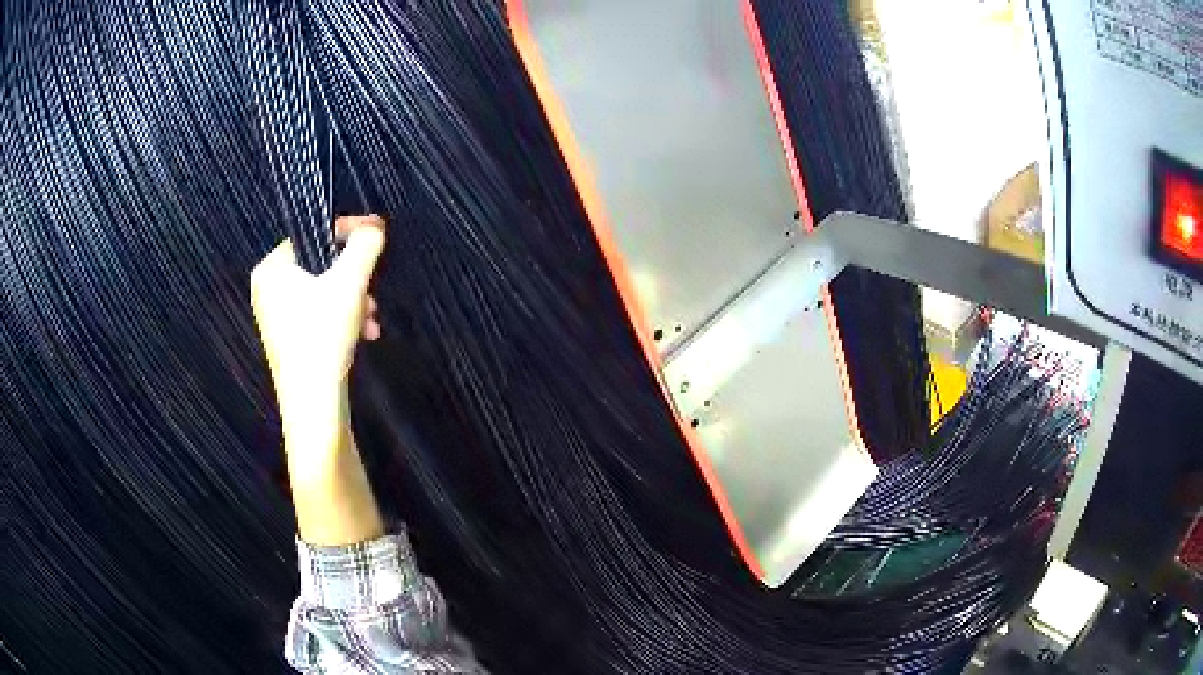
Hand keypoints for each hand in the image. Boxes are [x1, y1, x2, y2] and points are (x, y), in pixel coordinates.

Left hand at [251, 215, 384, 407]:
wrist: (313, 404)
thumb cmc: (322, 336)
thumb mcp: (349, 283)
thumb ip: (364, 246)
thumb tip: (374, 226)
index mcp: (271, 269)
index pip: (311, 234)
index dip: (345, 232)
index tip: (374, 236)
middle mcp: (267, 289)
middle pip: (320, 266)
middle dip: (353, 277)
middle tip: (372, 292)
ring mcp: (275, 317)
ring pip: (323, 292)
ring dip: (353, 300)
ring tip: (371, 320)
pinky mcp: (288, 339)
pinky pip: (318, 313)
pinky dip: (341, 318)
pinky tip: (362, 334)